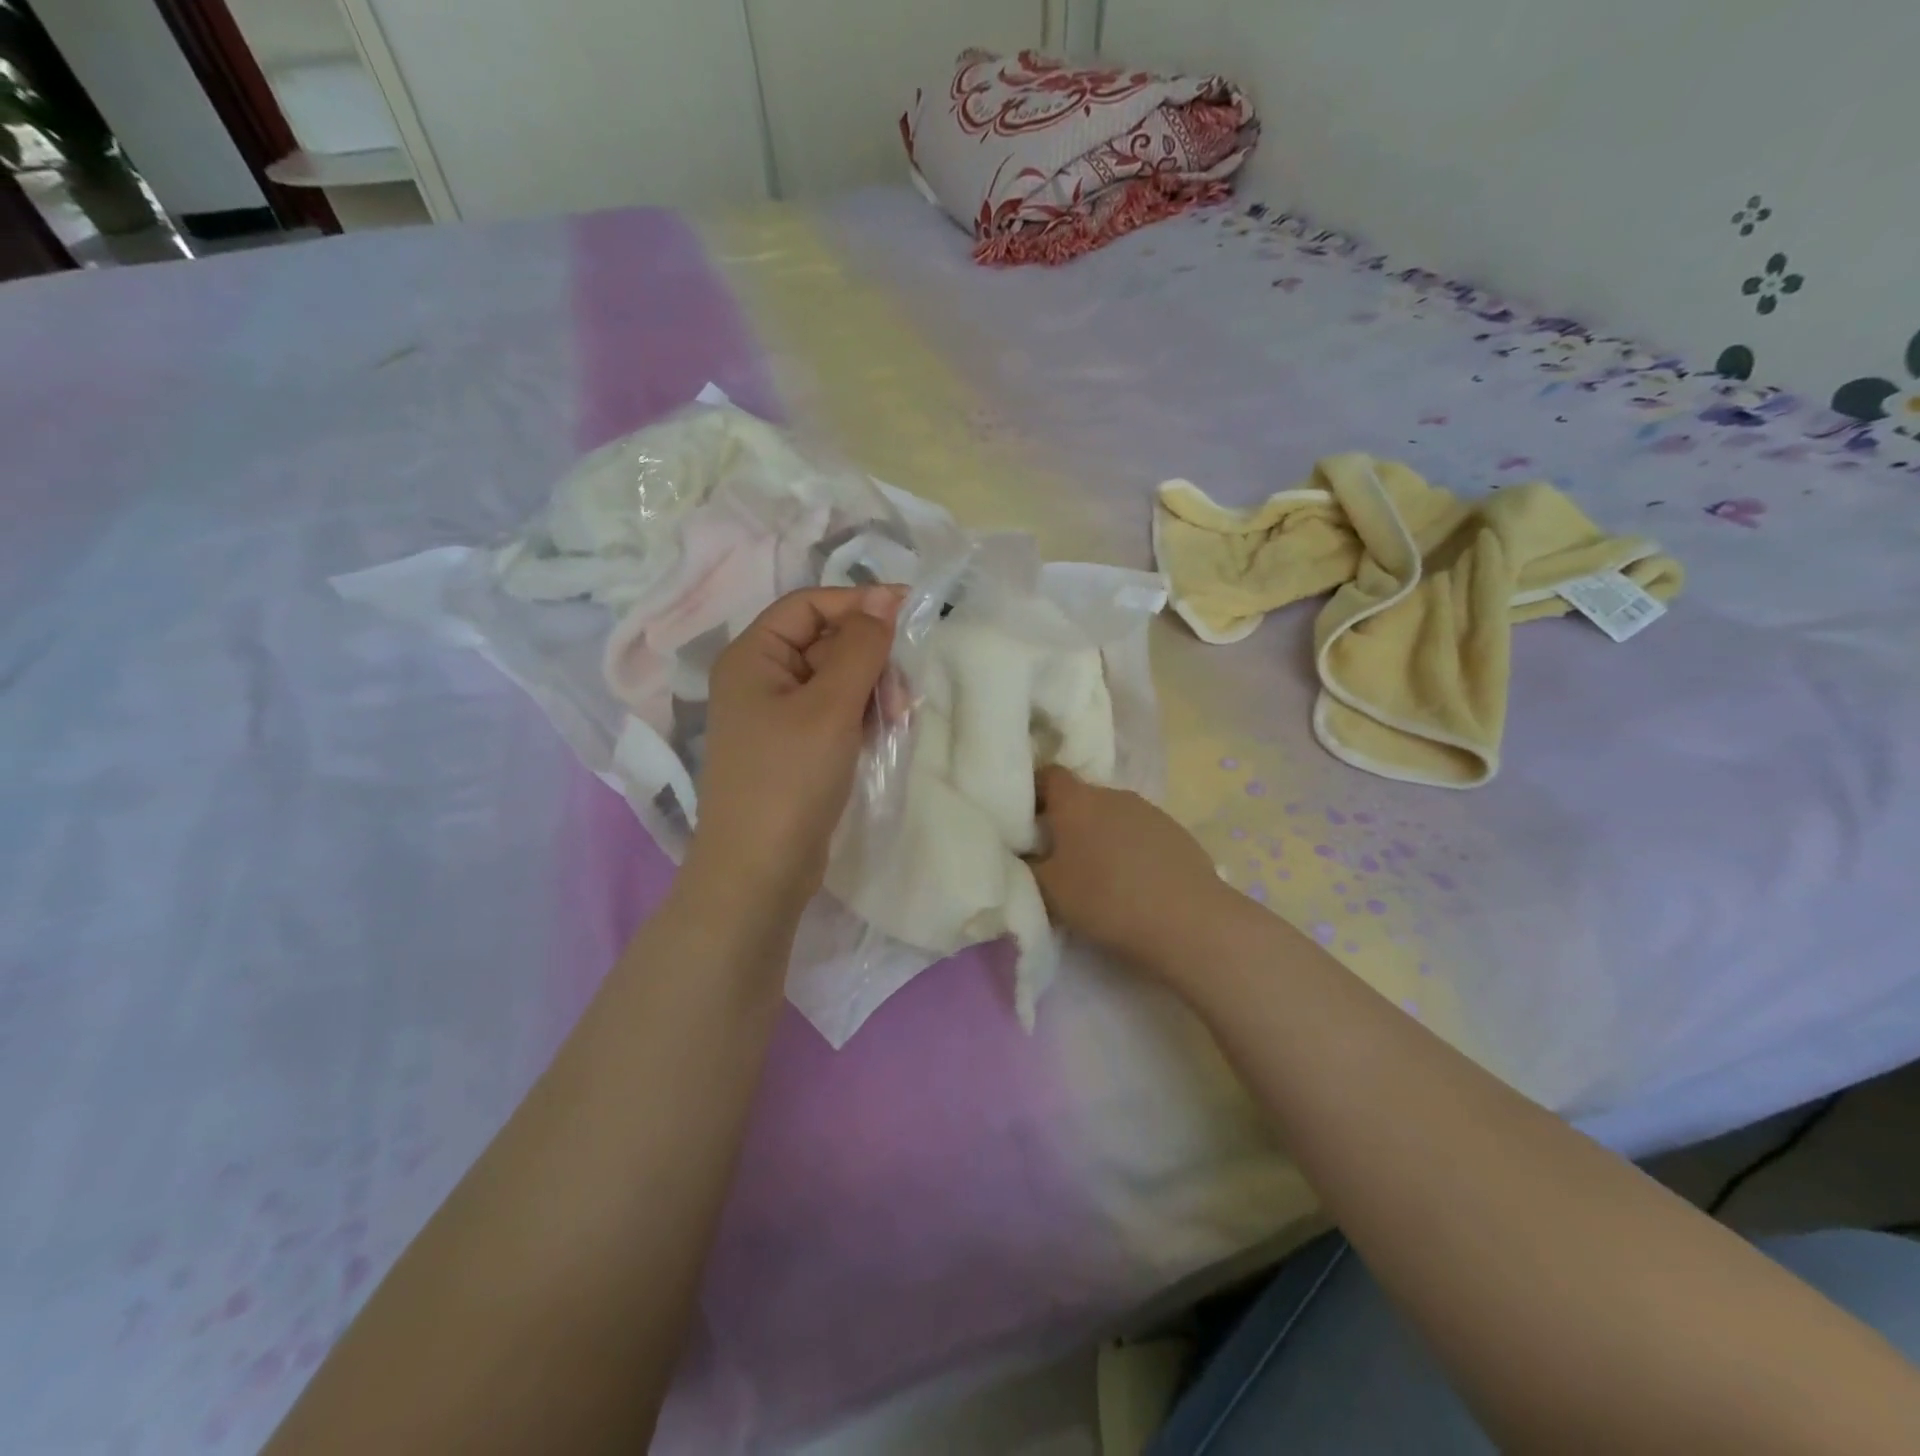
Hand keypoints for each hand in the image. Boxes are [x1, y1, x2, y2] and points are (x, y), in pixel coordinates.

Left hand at [685, 586, 902, 912]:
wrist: (759, 872)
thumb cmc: (789, 779)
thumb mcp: (831, 706)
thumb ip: (861, 646)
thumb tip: (885, 596)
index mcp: (752, 656)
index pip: (809, 605)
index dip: (859, 603)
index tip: (909, 613)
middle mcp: (760, 679)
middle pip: (826, 642)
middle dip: (870, 659)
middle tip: (900, 695)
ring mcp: (776, 716)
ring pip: (836, 679)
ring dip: (871, 690)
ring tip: (896, 720)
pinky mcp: (794, 748)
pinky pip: (834, 713)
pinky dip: (861, 716)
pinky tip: (884, 734)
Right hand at [1030, 765, 1235, 977]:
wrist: (1187, 921)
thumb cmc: (1105, 899)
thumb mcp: (1049, 889)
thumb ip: (1029, 864)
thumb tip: (1024, 851)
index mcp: (1077, 800)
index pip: (1047, 775)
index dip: (1034, 792)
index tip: (1025, 821)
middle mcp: (1113, 794)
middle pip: (1082, 798)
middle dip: (1068, 821)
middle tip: (1057, 857)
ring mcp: (1150, 811)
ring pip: (1113, 816)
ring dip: (1101, 836)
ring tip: (1099, 876)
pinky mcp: (1177, 833)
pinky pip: (1141, 834)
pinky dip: (1131, 850)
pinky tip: (1134, 884)